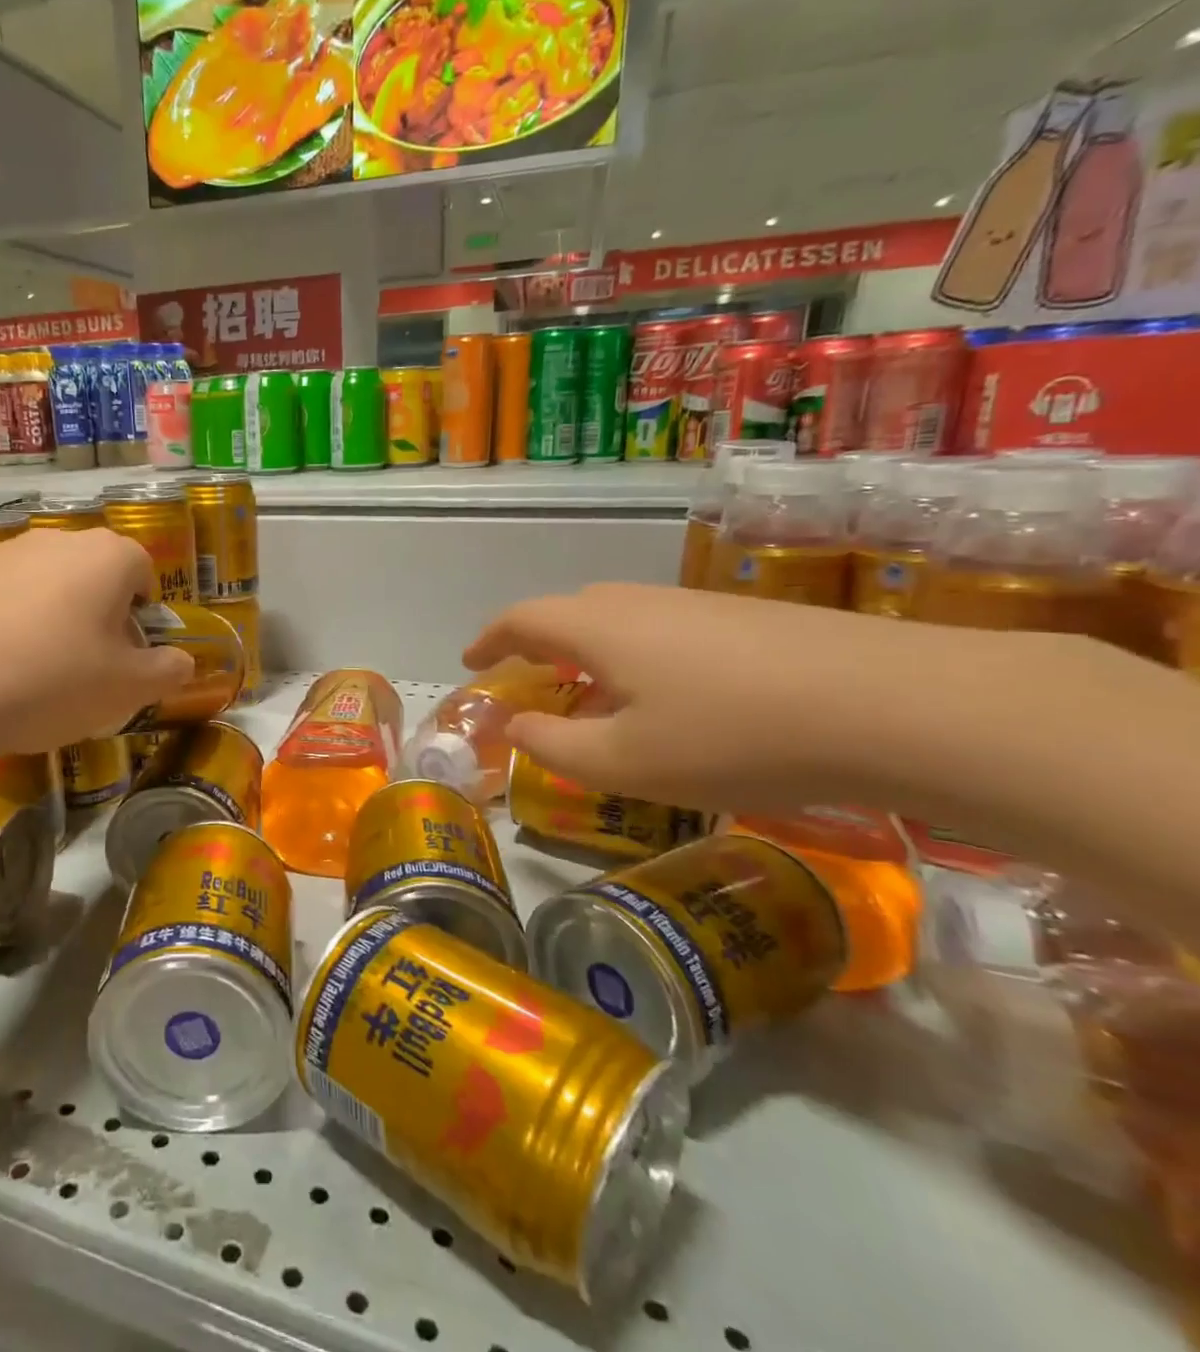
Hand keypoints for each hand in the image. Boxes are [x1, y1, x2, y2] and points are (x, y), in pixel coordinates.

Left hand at [0, 528, 194, 756]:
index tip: (126, 656)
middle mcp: (56, 539)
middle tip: (85, 668)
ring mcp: (1, 552)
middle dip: (98, 616)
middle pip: (94, 576)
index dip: (142, 616)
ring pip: (45, 586)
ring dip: (51, 619)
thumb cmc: (50, 681)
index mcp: (107, 556)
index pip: (144, 572)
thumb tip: (182, 661)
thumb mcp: (127, 689)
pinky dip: (5, 625)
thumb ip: (167, 671)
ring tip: (32, 674)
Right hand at [464, 582, 1057, 815]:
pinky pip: (666, 632)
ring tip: (597, 700)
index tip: (470, 661)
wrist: (897, 705)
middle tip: (531, 683)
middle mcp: (641, 604)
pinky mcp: (750, 620)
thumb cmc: (733, 737)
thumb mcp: (624, 763)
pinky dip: (640, 659)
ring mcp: (699, 606)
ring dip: (591, 655)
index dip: (488, 639)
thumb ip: (553, 746)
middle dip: (538, 646)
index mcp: (598, 629)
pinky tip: (672, 702)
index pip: (521, 620)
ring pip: (622, 622)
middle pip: (571, 613)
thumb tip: (516, 727)